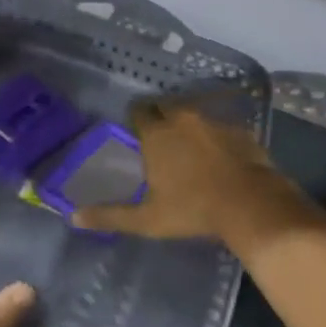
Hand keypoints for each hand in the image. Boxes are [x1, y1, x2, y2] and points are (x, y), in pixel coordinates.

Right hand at [73, 98, 287, 243]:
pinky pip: (220, 127)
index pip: (138, 111)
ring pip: (193, 115)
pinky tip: (219, 156)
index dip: (135, 120)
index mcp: (156, 134)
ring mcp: (213, 122)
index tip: (136, 133)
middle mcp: (182, 119)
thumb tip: (73, 217)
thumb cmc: (193, 210)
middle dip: (160, 117)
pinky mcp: (240, 131)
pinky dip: (215, 136)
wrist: (252, 205)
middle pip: (165, 107)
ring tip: (188, 147)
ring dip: (187, 125)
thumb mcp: (147, 219)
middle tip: (159, 139)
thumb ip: (110, 216)